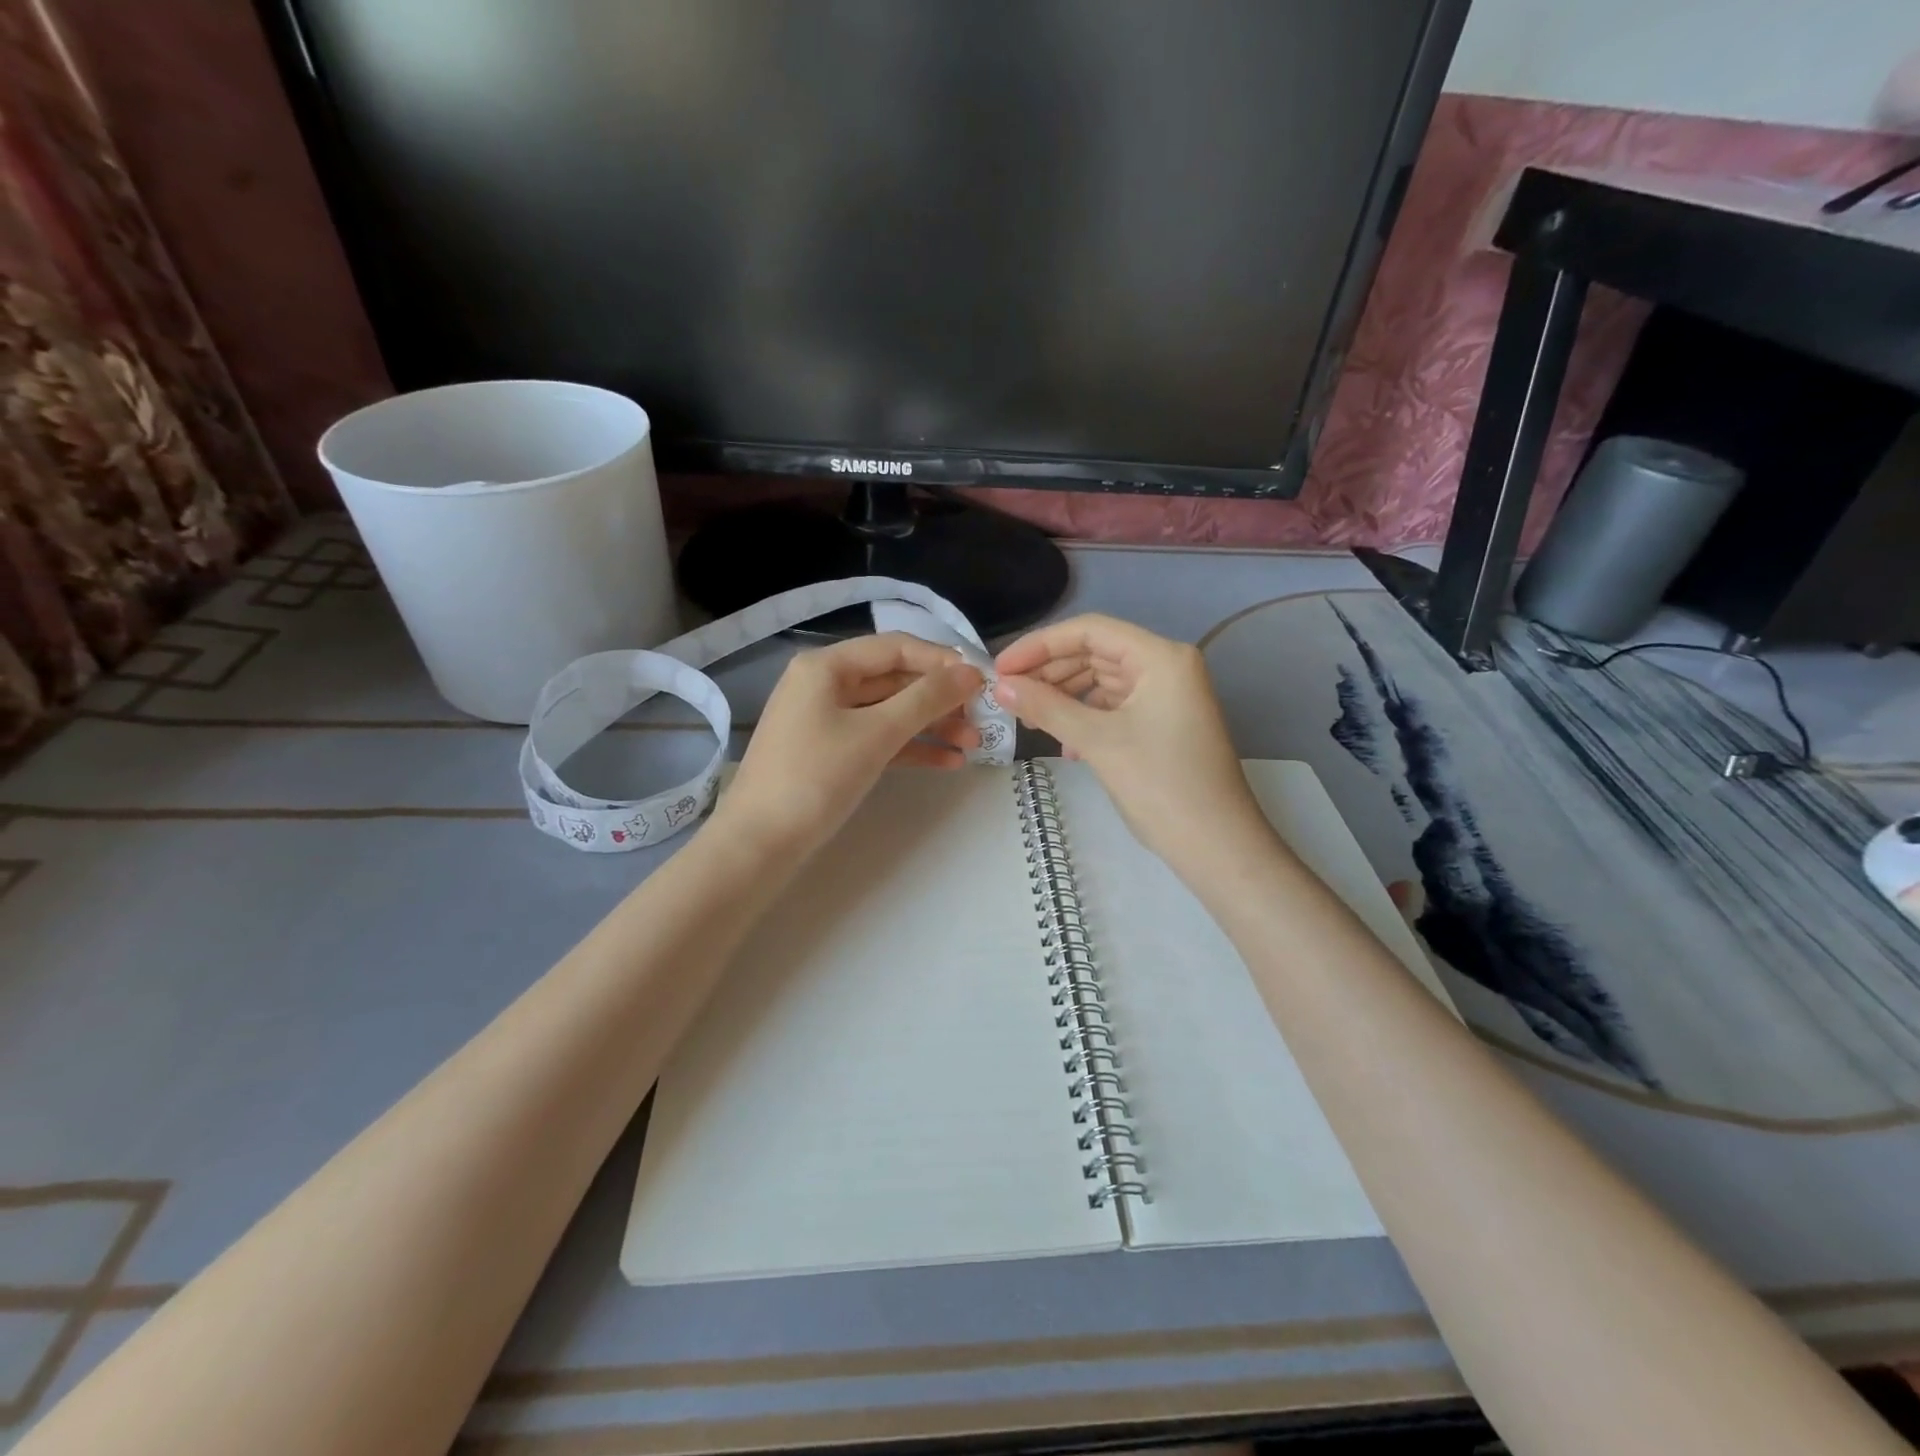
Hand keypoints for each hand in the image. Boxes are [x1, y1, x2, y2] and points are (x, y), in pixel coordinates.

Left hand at [714, 633, 982, 859]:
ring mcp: (826, 719)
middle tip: (982, 720)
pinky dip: (911, 747)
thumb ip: (927, 699)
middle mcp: (825, 684)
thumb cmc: (816, 778)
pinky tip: (948, 762)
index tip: (983, 683)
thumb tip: (971, 671)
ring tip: (973, 745)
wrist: (759, 844)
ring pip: (890, 711)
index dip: (942, 661)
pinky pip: (878, 739)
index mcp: (827, 666)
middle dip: (940, 699)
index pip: (896, 647)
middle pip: (895, 679)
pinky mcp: (831, 752)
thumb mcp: (877, 734)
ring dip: (931, 725)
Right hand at [993, 615, 1266, 875]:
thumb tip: (1000, 685)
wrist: (1216, 846)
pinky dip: (1085, 719)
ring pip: (1102, 682)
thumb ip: (1046, 707)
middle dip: (1050, 672)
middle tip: (1008, 695)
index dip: (1040, 644)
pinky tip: (1064, 745)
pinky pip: (1114, 707)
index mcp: (1160, 657)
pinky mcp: (1163, 724)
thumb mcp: (1097, 741)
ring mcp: (1167, 696)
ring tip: (1029, 720)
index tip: (1001, 668)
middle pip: (1096, 653)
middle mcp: (1167, 666)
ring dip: (1064, 697)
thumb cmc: (1160, 785)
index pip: (1090, 631)